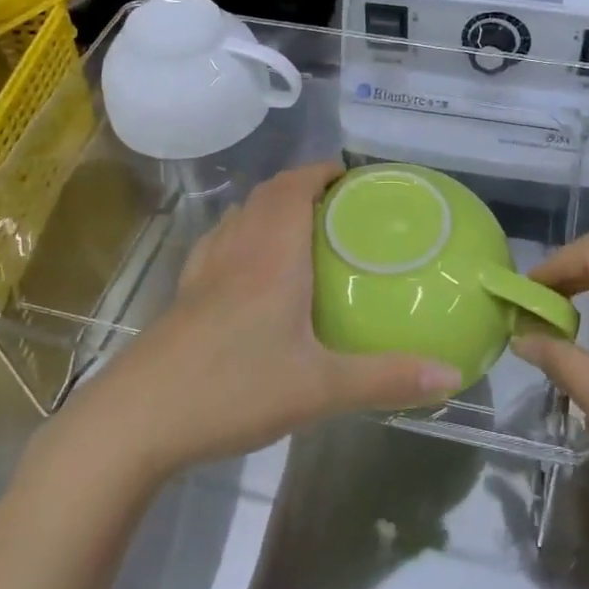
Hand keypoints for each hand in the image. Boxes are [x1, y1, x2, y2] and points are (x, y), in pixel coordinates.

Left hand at [66, 164, 462, 481]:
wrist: (137, 418)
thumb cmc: (233, 389)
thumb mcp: (320, 388)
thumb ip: (386, 379)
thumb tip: (451, 377)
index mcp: (272, 255)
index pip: (294, 186)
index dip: (322, 170)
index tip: (352, 175)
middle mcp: (237, 250)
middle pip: (267, 195)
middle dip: (302, 185)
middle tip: (339, 205)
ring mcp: (204, 270)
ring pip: (240, 216)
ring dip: (270, 207)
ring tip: (302, 228)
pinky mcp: (184, 295)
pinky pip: (219, 244)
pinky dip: (242, 235)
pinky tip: (250, 269)